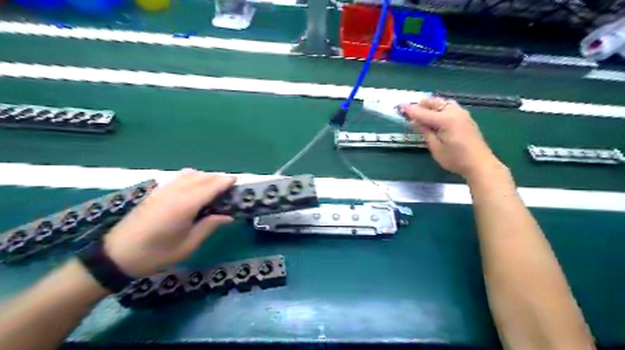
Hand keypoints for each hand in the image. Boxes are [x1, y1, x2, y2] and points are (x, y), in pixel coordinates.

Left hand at [102, 170, 235, 277]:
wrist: (116, 255)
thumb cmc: (156, 254)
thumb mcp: (188, 245)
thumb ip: (209, 226)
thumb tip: (228, 216)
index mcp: (185, 205)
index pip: (210, 187)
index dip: (224, 182)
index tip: (236, 180)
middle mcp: (175, 193)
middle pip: (201, 178)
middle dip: (217, 178)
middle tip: (229, 186)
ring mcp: (163, 190)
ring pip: (189, 175)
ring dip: (205, 176)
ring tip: (214, 186)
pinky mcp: (155, 192)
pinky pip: (178, 178)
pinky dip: (191, 177)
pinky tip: (194, 186)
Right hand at [401, 97, 501, 181]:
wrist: (479, 164)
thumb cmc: (455, 159)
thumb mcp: (435, 148)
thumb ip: (425, 132)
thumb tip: (416, 122)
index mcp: (445, 120)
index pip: (423, 113)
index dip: (410, 110)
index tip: (399, 106)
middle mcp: (454, 112)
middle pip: (434, 102)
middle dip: (420, 105)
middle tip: (409, 111)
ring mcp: (462, 114)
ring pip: (443, 102)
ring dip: (431, 105)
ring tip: (422, 112)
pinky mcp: (465, 118)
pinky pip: (450, 106)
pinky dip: (440, 107)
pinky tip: (436, 115)